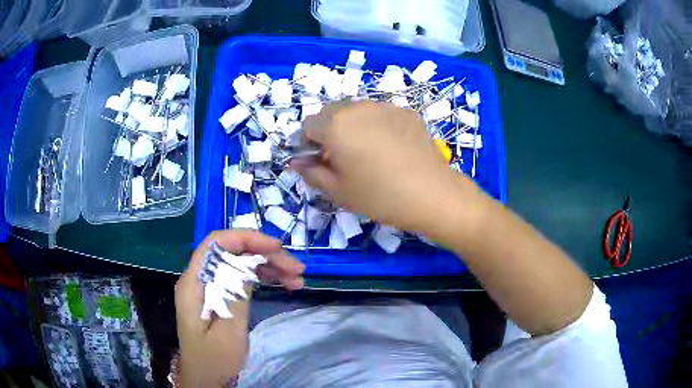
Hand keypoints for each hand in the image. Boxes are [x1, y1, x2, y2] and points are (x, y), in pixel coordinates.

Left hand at [174, 230, 304, 386]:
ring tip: (297, 277)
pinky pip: (242, 278)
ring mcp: (211, 287)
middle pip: (233, 252)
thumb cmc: (214, 359)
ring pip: (241, 264)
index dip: (246, 238)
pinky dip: (263, 278)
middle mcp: (201, 278)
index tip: (276, 248)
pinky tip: (284, 283)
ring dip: (269, 266)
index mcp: (195, 282)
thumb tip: (248, 263)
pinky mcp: (220, 296)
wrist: (205, 377)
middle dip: (265, 255)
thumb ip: (235, 295)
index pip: (216, 243)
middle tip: (297, 268)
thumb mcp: (228, 331)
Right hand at [295, 101, 479, 232]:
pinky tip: (392, 149)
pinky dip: (377, 126)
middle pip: (331, 113)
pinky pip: (381, 114)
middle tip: (344, 158)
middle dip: (330, 131)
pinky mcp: (406, 112)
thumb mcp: (338, 191)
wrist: (432, 194)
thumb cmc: (380, 196)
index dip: (309, 143)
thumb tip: (296, 162)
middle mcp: (358, 107)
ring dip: (353, 126)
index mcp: (336, 125)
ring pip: (357, 111)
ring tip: (370, 153)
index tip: (320, 161)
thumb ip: (311, 172)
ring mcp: (385, 107)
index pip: (308, 124)